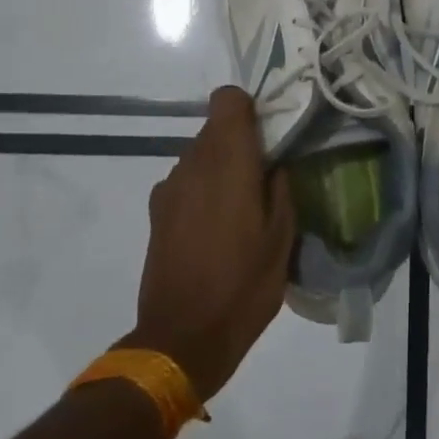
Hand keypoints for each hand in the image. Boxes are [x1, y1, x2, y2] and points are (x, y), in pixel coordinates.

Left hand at [122, 87, 294, 401]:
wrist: (182, 338)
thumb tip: (276, 163)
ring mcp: (169, 188)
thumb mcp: (283, 238)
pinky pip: (186, 182)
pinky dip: (202, 190)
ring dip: (221, 168)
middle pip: (216, 127)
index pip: (228, 100)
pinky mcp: (156, 213)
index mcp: (228, 162)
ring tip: (242, 209)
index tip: (270, 136)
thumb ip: (282, 188)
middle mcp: (192, 164)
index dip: (250, 109)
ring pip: (200, 155)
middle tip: (266, 177)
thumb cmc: (244, 286)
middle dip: (241, 142)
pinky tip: (216, 228)